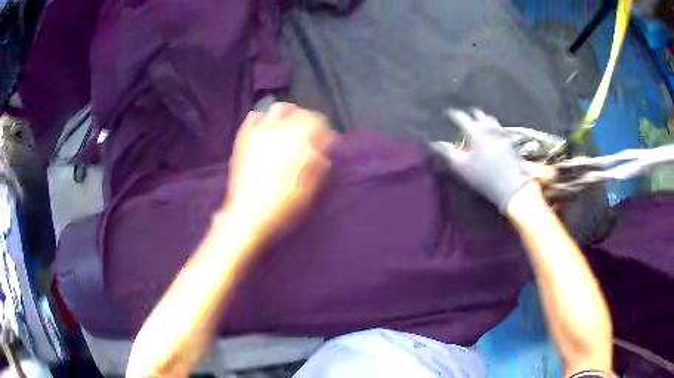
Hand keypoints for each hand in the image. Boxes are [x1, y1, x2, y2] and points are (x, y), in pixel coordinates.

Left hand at [225, 103, 334, 236]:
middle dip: (307, 119)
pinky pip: (254, 117)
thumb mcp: (311, 188)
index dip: (325, 130)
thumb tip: (324, 149)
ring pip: (277, 109)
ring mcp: (258, 132)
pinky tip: (267, 129)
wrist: (249, 215)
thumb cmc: (285, 206)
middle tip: (309, 133)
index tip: (327, 141)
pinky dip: (263, 118)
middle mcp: (279, 130)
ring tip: (289, 127)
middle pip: (298, 111)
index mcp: (299, 141)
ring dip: (287, 114)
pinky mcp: (243, 139)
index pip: (318, 121)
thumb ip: (320, 163)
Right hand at [434, 109, 532, 212]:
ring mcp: (502, 133)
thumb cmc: (483, 176)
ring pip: (491, 120)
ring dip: (484, 120)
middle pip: (479, 115)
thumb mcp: (461, 166)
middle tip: (466, 117)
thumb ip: (446, 152)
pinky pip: (500, 129)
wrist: (511, 185)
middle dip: (471, 114)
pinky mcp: (511, 141)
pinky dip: (494, 129)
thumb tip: (433, 142)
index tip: (447, 114)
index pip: (461, 116)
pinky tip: (493, 136)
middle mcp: (489, 127)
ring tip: (480, 124)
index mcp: (475, 130)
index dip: (452, 114)